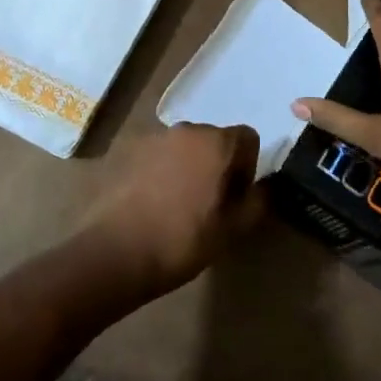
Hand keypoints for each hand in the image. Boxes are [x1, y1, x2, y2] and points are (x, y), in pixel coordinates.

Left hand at [79, 123, 265, 296]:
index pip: (247, 138)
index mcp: (216, 142)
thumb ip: (256, 202)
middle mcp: (186, 129)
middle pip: (214, 139)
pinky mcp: (126, 150)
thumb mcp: (231, 230)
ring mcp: (153, 137)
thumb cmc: (182, 240)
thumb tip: (265, 187)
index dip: (248, 167)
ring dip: (188, 166)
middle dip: (217, 164)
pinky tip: (152, 202)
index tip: (235, 197)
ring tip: (177, 204)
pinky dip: (161, 170)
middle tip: (209, 203)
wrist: (115, 251)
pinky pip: (157, 155)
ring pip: (184, 146)